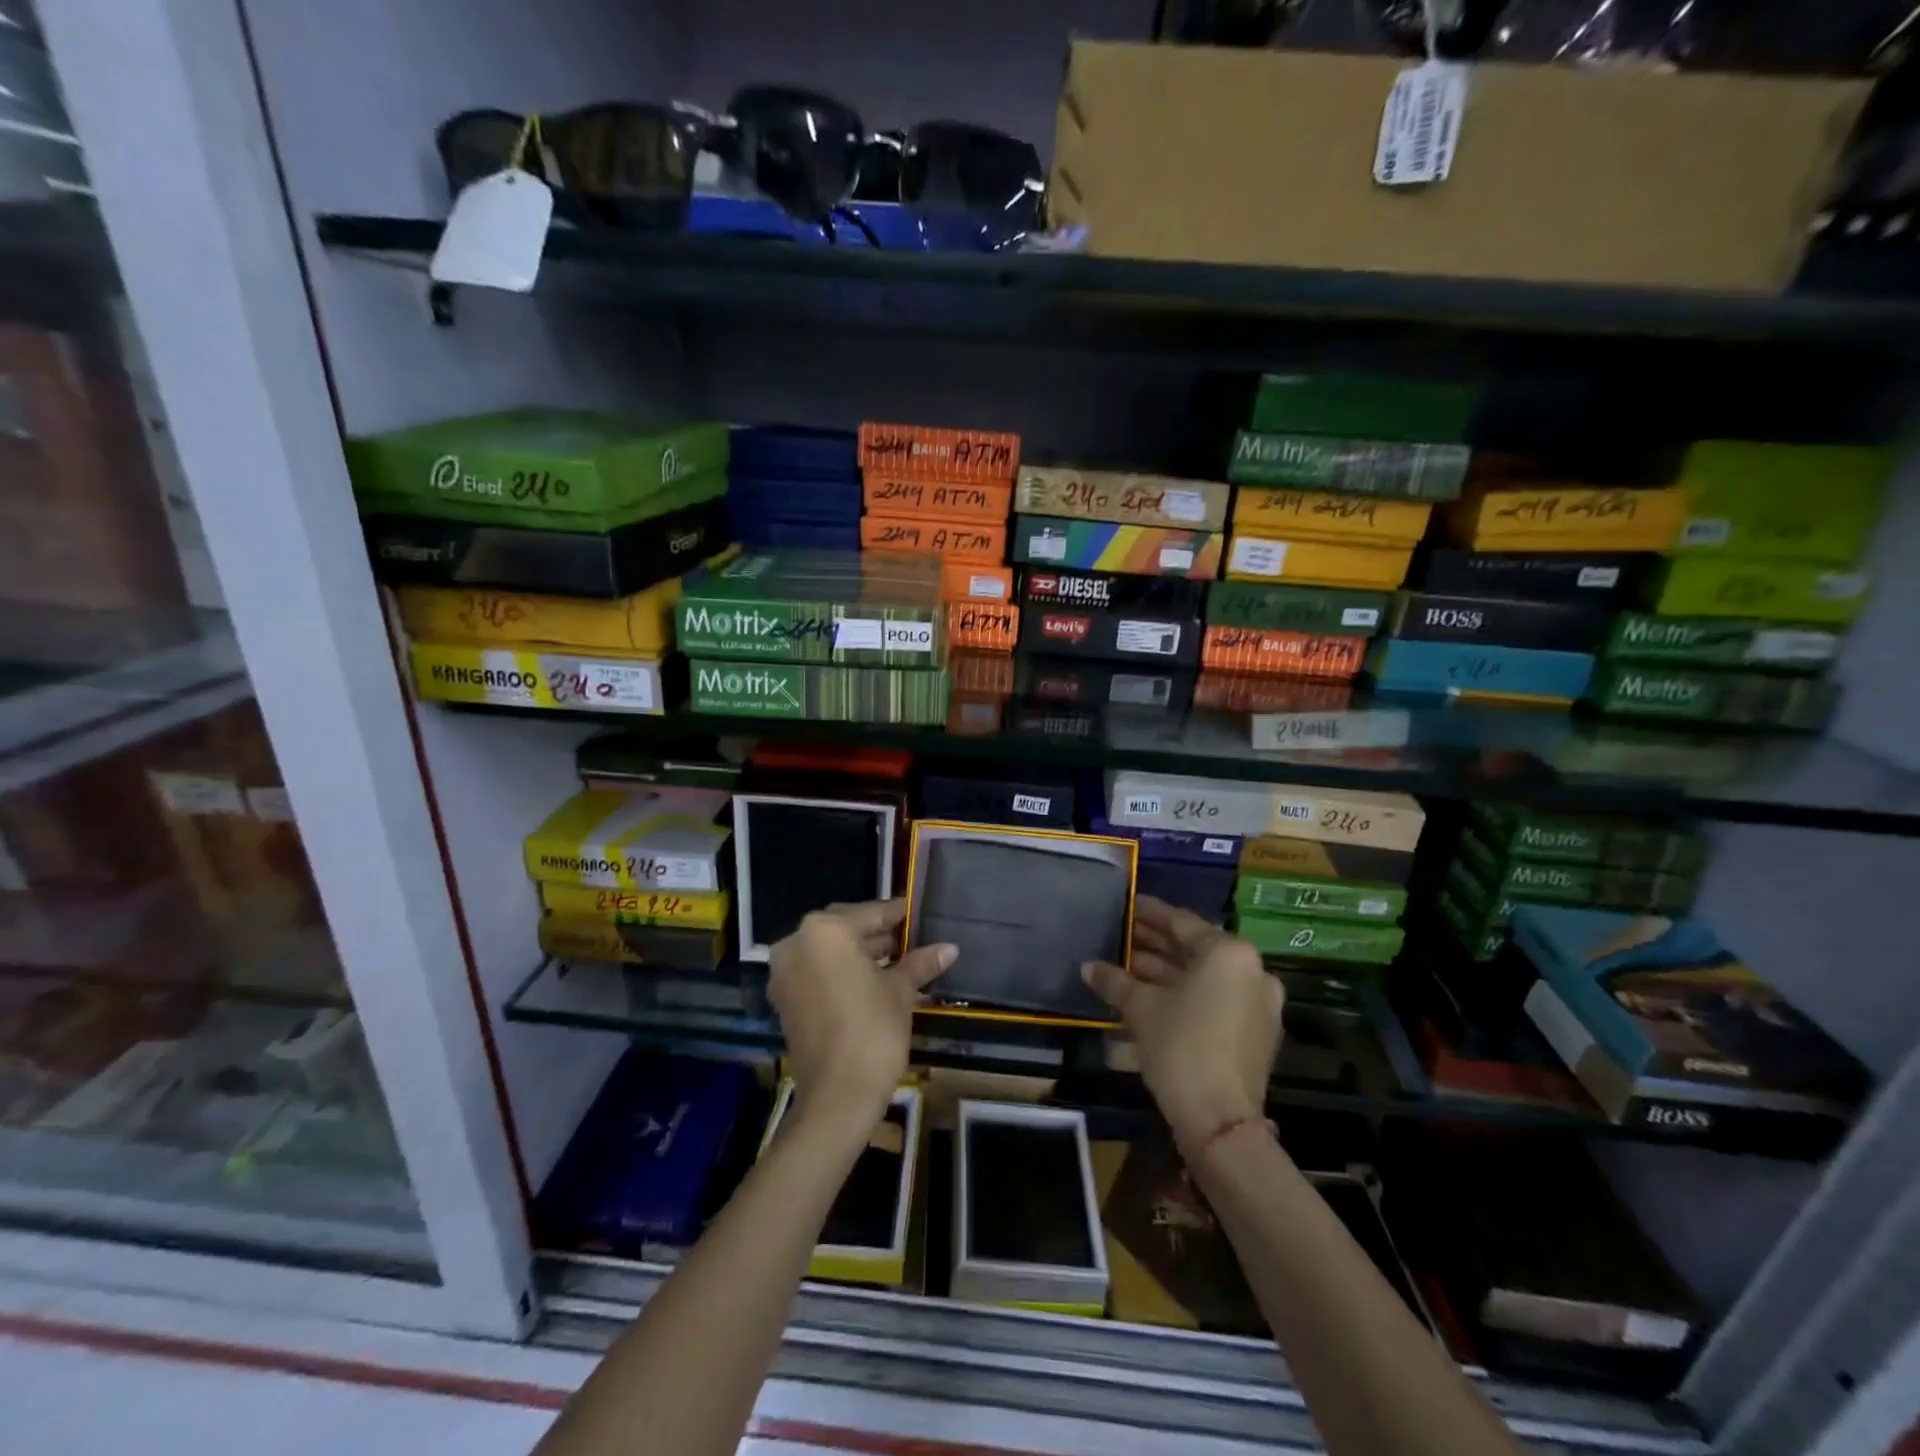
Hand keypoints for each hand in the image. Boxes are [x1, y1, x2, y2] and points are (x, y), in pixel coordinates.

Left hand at [768, 899, 955, 1136]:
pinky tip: (873, 979)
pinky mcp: (785, 997)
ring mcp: (786, 971)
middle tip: (909, 937)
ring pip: (829, 950)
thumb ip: (920, 962)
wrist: (837, 1098)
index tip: (916, 912)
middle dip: (876, 933)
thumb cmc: (873, 1032)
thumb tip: (950, 947)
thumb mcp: (900, 991)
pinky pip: (817, 970)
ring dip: (859, 952)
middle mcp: (798, 942)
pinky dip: (841, 970)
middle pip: (845, 928)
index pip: (869, 913)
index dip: (897, 914)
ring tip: (897, 959)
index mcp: (825, 931)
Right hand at [1081, 895, 1282, 1153]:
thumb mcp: (1141, 1008)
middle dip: (1156, 945)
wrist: (1220, 1121)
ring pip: (1204, 977)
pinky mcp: (1256, 1033)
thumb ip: (1115, 980)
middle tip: (1122, 936)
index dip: (1149, 913)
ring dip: (1167, 972)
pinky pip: (1215, 1000)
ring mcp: (1258, 1004)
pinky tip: (1150, 997)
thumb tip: (1088, 967)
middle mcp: (1251, 971)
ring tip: (1127, 967)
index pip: (1181, 922)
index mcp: (1228, 953)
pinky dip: (1185, 995)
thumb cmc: (1180, 1046)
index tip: (1129, 904)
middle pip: (1195, 949)